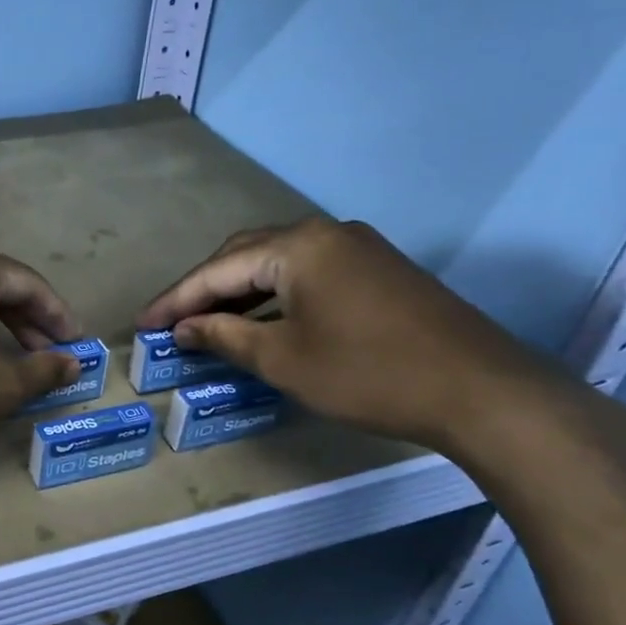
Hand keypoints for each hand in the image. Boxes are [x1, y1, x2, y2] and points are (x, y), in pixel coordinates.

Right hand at [136, 217, 575, 453]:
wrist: (482, 392)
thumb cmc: (368, 375)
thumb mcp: (284, 360)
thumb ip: (225, 336)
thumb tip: (184, 328)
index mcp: (297, 246)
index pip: (217, 269)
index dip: (175, 299)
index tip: (142, 324)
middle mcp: (325, 232)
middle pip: (244, 254)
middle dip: (204, 288)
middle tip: (172, 321)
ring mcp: (357, 247)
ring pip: (277, 261)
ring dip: (239, 290)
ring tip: (207, 321)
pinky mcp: (378, 268)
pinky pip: (307, 271)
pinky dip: (274, 292)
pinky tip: (262, 318)